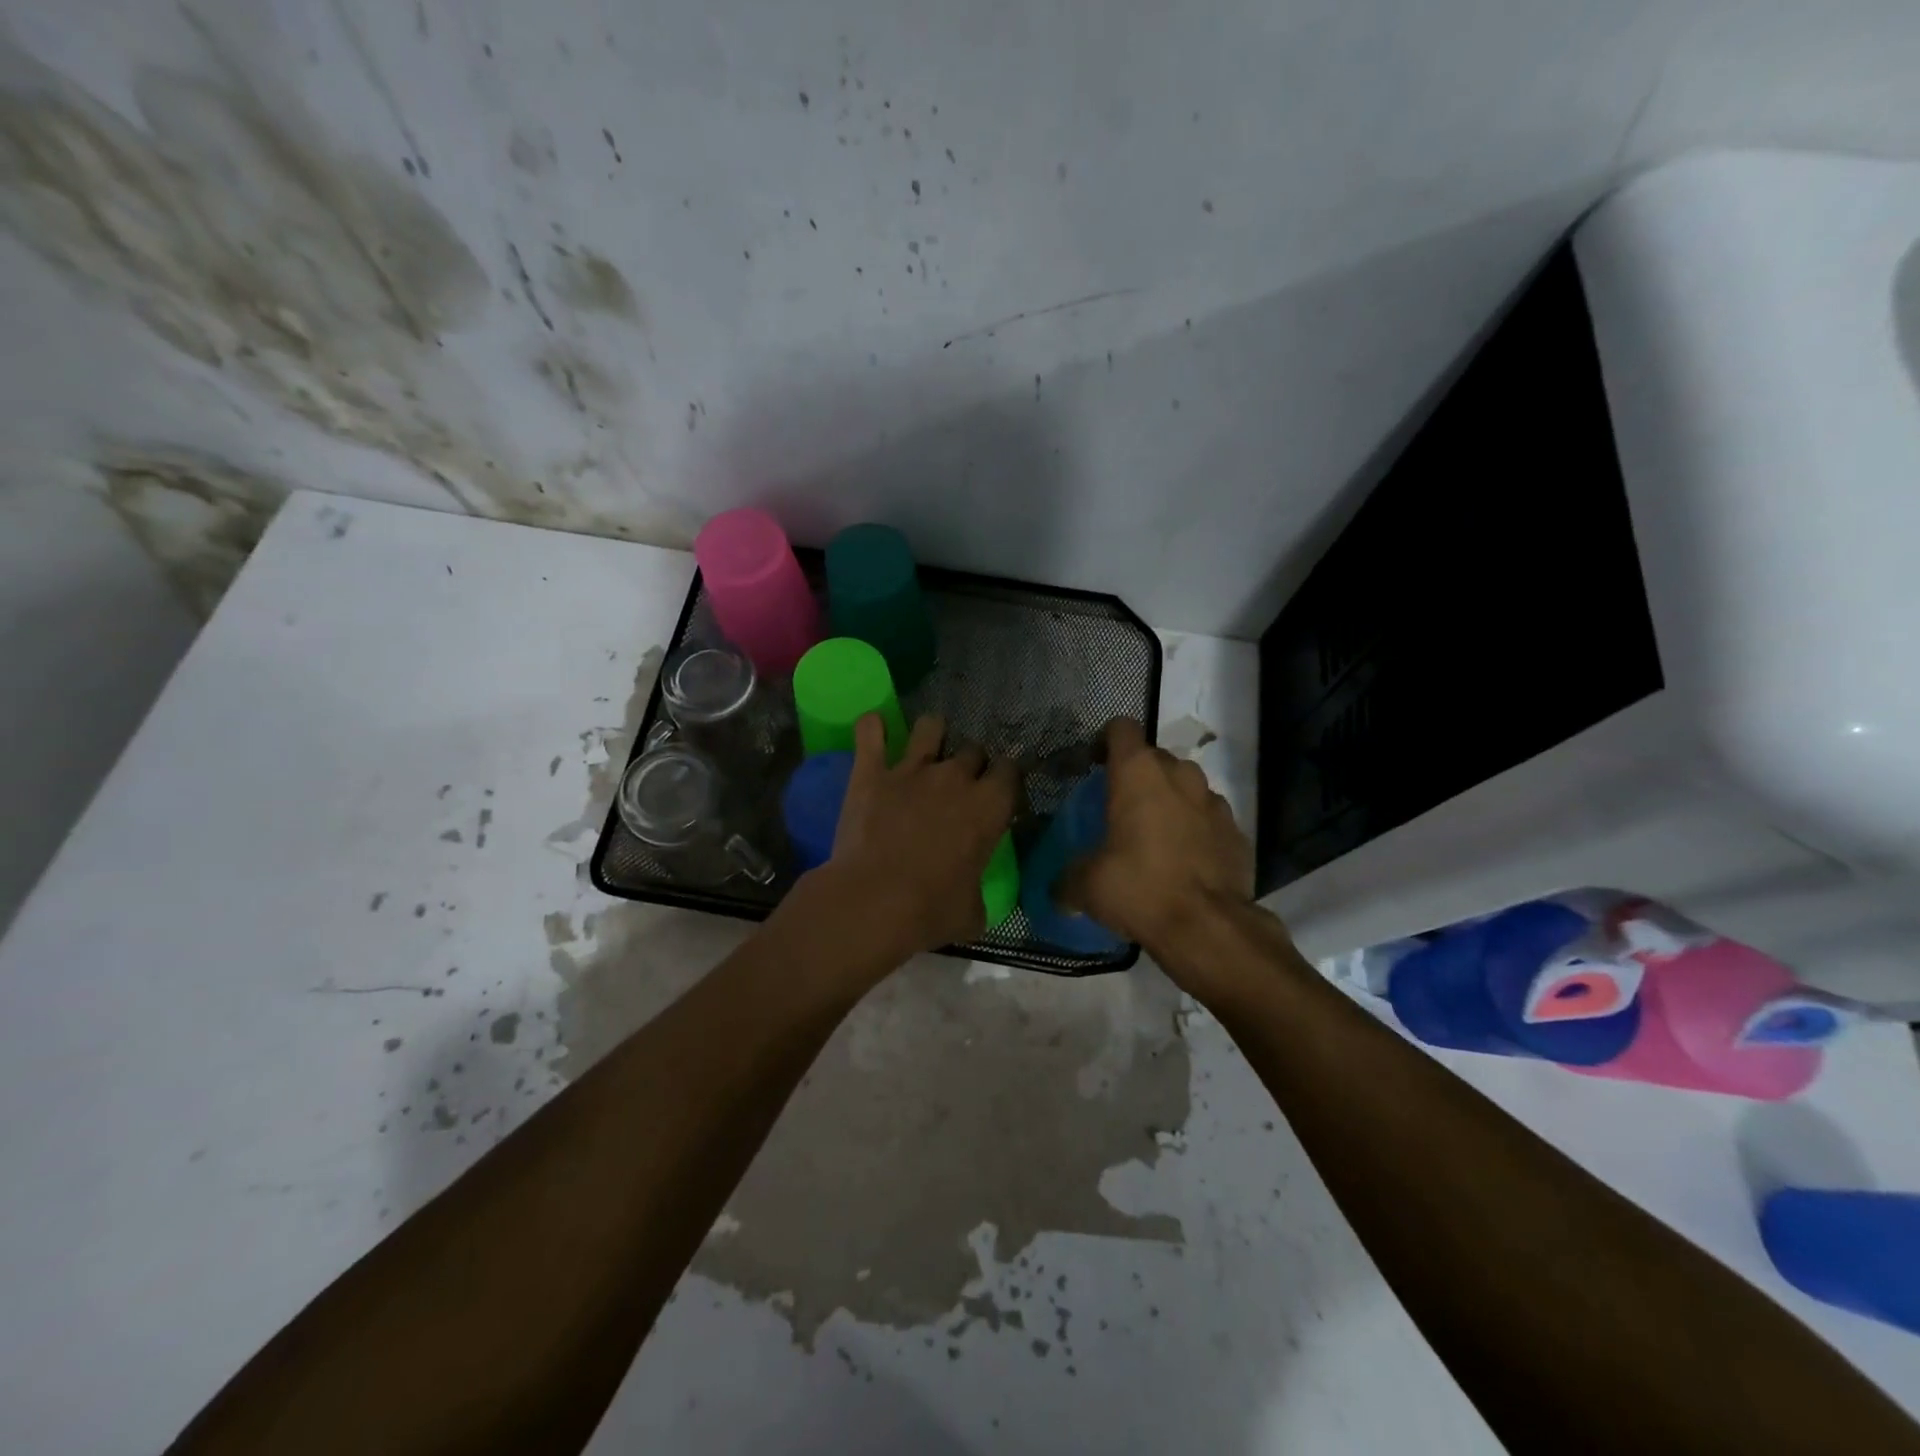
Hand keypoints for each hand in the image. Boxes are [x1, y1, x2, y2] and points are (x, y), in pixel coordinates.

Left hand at [814, 712, 1017, 961]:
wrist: (873, 902)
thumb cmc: (931, 911)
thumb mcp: (972, 913)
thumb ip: (978, 896)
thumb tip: (974, 903)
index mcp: (989, 806)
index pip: (1011, 771)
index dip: (1005, 779)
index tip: (999, 791)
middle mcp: (956, 777)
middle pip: (974, 749)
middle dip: (971, 762)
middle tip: (959, 783)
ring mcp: (911, 769)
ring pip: (931, 727)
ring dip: (932, 734)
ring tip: (925, 747)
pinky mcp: (871, 772)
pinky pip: (870, 731)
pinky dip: (872, 727)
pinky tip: (874, 728)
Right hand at [1063, 717, 1255, 957]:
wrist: (1209, 927)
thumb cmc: (1140, 888)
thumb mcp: (1087, 885)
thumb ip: (1067, 878)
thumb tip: (1057, 890)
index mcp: (1138, 773)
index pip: (1121, 728)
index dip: (1105, 741)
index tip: (1094, 765)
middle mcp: (1179, 775)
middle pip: (1155, 757)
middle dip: (1138, 775)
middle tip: (1120, 807)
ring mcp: (1214, 801)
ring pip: (1186, 785)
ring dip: (1170, 799)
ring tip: (1155, 833)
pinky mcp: (1237, 831)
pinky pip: (1209, 817)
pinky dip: (1196, 828)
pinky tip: (1185, 859)